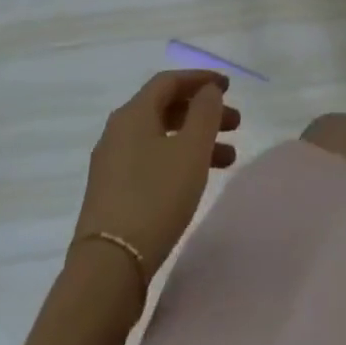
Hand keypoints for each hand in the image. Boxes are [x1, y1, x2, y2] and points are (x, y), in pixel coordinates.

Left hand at [73, 72, 239, 277]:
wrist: (109, 266)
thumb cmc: (155, 197)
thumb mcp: (191, 150)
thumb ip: (205, 112)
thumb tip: (207, 90)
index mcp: (133, 113)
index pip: (169, 81)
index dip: (201, 79)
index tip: (229, 87)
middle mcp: (118, 131)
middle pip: (166, 108)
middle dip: (203, 112)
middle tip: (236, 124)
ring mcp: (112, 163)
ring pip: (161, 136)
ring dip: (195, 139)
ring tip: (229, 158)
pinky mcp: (112, 192)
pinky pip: (152, 159)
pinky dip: (179, 159)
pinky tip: (197, 178)